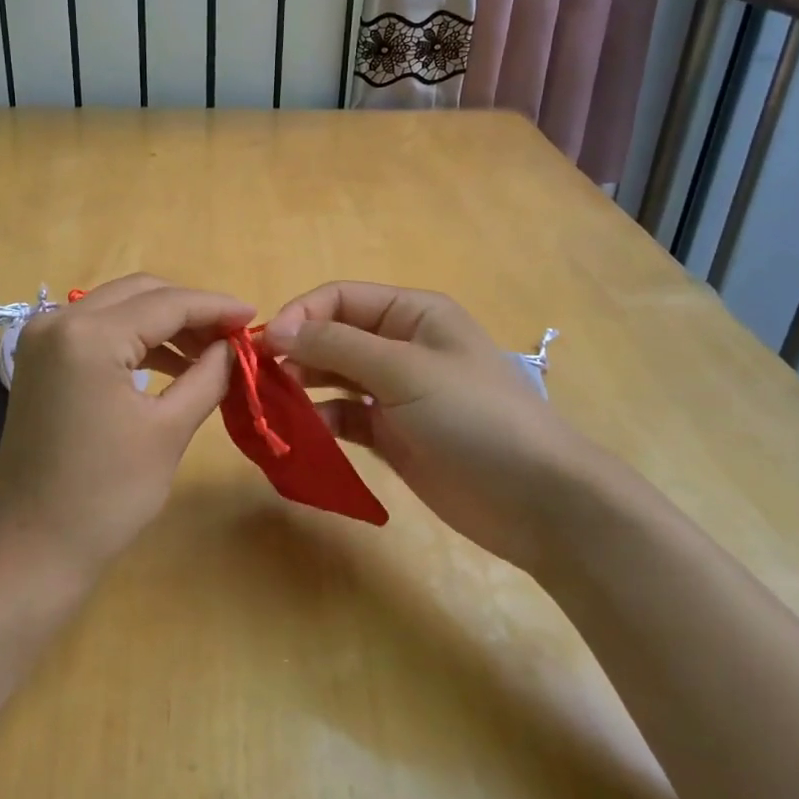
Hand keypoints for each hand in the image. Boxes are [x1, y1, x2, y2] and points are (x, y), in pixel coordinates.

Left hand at [0, 274, 254, 582]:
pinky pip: (97, 329)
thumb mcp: (169, 430)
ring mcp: (43, 338)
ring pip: (118, 307)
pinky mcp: (40, 359)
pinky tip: (169, 364)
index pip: (166, 304)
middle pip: (140, 293)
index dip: (216, 307)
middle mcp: (59, 321)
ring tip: (208, 352)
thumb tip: (235, 344)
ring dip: (163, 323)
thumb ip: (209, 374)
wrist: (33, 549)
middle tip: (232, 335)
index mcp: (89, 335)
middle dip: (190, 309)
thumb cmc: (107, 495)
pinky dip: (135, 339)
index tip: (254, 316)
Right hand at [265, 282, 591, 568]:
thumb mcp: (404, 371)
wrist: (537, 500)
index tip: (266, 346)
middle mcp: (401, 345)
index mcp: (411, 313)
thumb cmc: (474, 416)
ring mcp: (396, 392)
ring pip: (334, 377)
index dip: (300, 315)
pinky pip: (344, 417)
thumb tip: (275, 330)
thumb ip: (337, 346)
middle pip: (333, 336)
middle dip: (296, 352)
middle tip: (261, 381)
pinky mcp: (392, 434)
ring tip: (273, 407)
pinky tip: (304, 436)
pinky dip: (321, 422)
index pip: (340, 298)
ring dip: (303, 387)